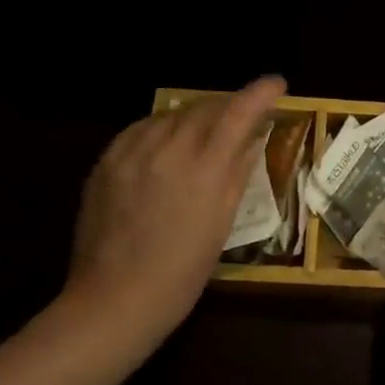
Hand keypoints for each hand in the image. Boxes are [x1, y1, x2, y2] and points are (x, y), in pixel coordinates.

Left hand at [57, 77, 286, 350]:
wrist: (113, 301)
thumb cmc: (182, 272)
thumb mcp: (222, 222)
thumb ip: (238, 170)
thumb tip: (254, 136)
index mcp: (204, 168)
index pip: (239, 112)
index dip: (261, 92)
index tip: (277, 84)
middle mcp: (168, 149)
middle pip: (205, 107)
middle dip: (228, 105)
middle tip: (242, 115)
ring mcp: (132, 152)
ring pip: (172, 114)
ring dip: (195, 116)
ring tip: (204, 131)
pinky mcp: (107, 161)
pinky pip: (141, 128)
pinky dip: (161, 127)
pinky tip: (166, 143)